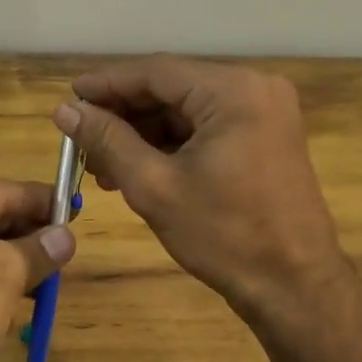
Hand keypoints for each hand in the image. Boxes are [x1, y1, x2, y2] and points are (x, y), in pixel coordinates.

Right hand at [54, 56, 349, 318]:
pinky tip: (136, 168)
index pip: (156, 72)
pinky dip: (171, 144)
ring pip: (187, 110)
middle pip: (172, 89)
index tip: (68, 99)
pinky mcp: (265, 137)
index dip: (107, 84)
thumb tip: (65, 110)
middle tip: (82, 140)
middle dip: (124, 115)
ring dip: (144, 133)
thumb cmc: (225, 236)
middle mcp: (254, 88)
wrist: (295, 288)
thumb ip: (108, 140)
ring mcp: (264, 112)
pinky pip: (207, 127)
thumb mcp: (155, 186)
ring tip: (102, 165)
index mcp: (233, 91)